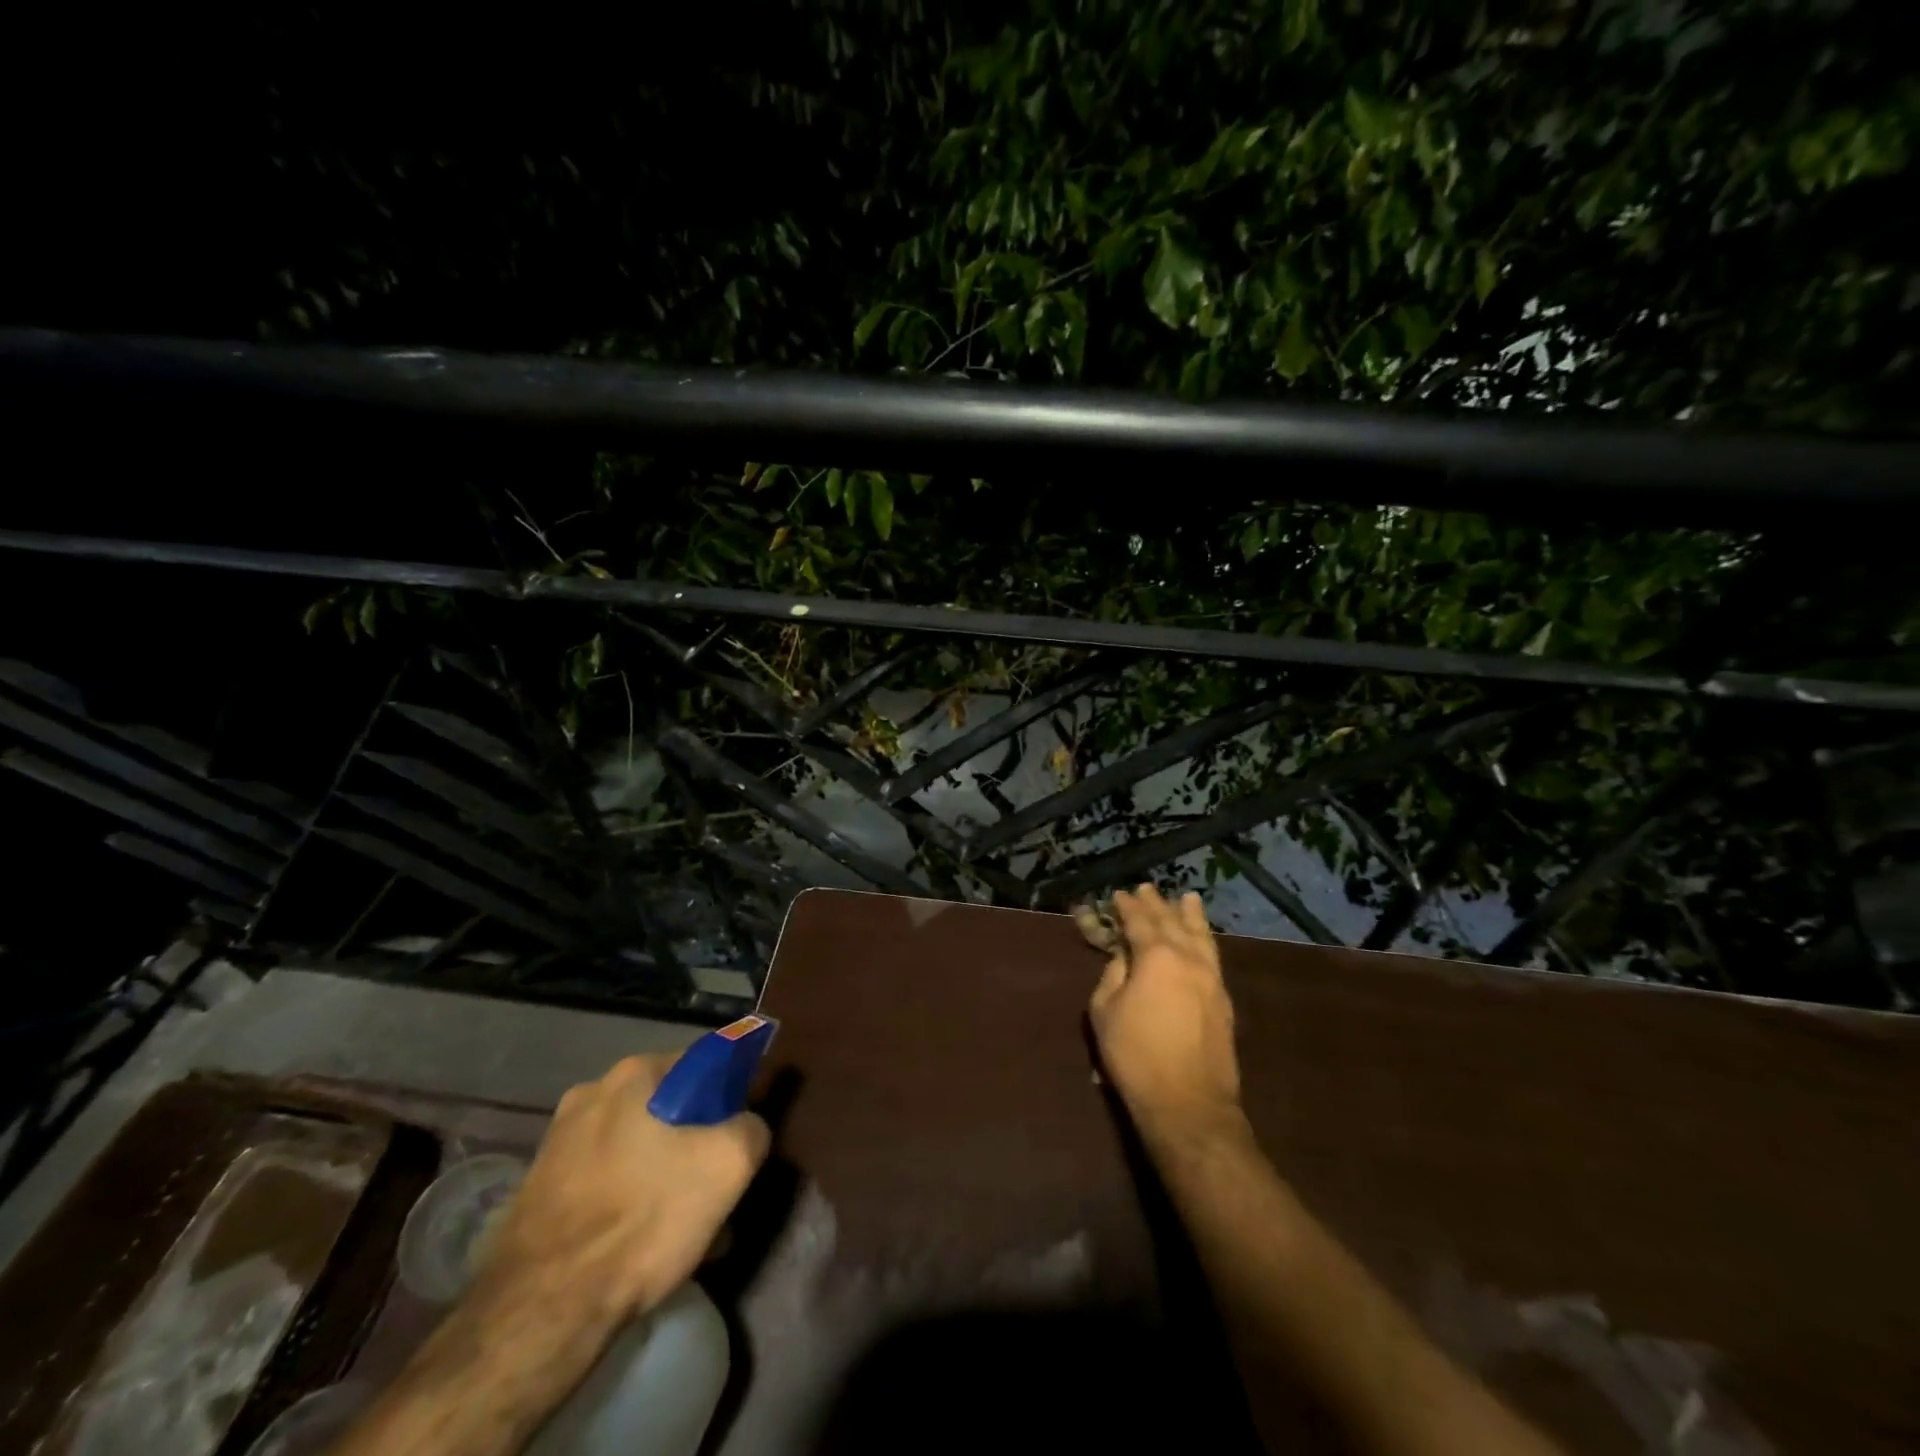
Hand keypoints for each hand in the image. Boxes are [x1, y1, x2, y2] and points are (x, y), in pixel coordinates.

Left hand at [480, 1053, 769, 1324]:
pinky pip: (603, 1179)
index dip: (729, 1096)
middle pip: (667, 1107)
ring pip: (635, 1147)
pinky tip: (638, 1243)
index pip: (702, 1064)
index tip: (738, 1137)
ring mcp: (557, 1141)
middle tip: (711, 1187)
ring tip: (678, 1225)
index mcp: (634, 1073)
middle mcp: (591, 1092)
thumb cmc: (643, 1219)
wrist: (543, 1311)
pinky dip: (626, 1200)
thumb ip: (751, 1127)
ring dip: (661, 1173)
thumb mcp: (728, 1165)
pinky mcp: (537, 1188)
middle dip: (693, 1141)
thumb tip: (746, 1125)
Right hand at [1088, 884, 1244, 1143]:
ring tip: (1187, 898)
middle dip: (1157, 904)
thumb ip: (1113, 976)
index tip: (1119, 895)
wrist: (1188, 1103)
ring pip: (1201, 935)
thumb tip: (1123, 959)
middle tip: (1147, 889)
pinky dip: (1204, 939)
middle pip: (1172, 921)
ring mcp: (1211, 978)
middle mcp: (1188, 958)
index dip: (1127, 906)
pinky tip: (1202, 939)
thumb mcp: (1104, 1012)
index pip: (1139, 921)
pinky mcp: (1223, 999)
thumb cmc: (1136, 1056)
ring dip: (1190, 915)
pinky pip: (1212, 956)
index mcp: (1156, 956)